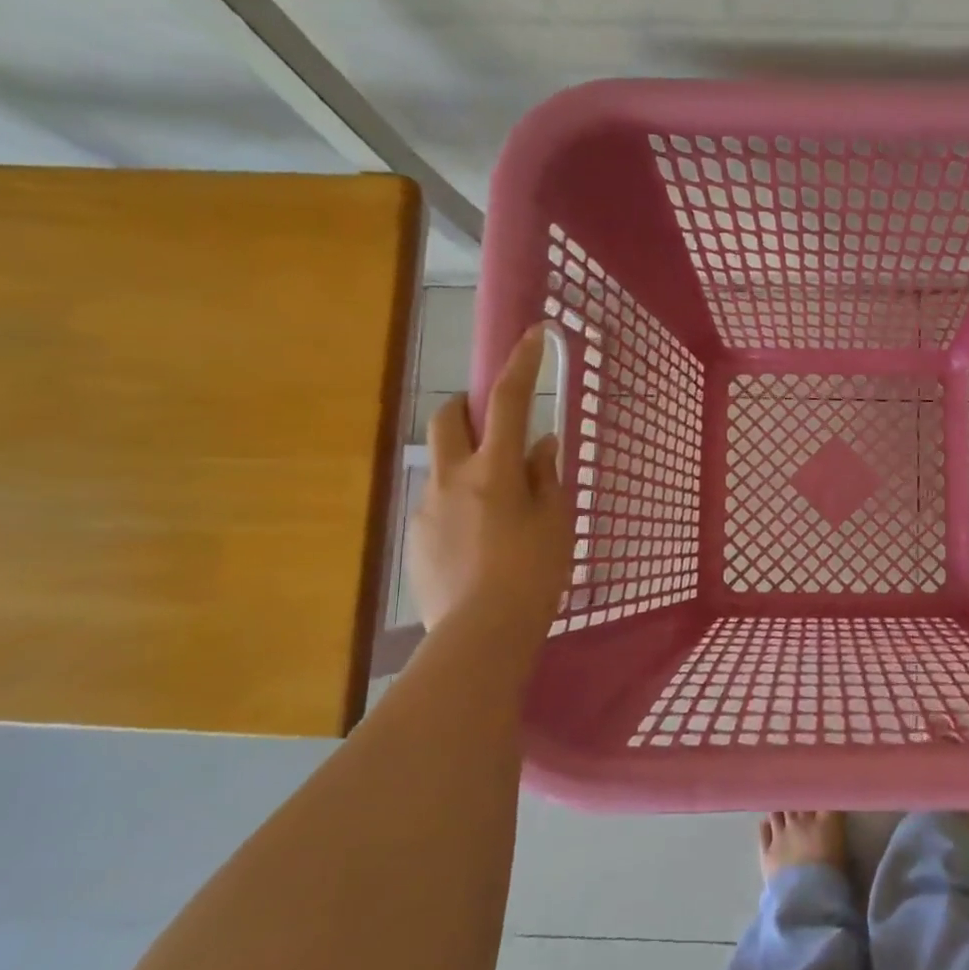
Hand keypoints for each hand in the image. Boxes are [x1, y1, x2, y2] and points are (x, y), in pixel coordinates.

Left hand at [410, 324, 572, 634]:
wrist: (480, 634)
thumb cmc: (533, 573)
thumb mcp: (555, 521)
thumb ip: (546, 476)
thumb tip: (541, 443)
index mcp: (494, 469)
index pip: (507, 401)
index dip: (521, 364)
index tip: (533, 335)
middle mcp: (451, 478)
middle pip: (448, 417)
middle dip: (467, 408)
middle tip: (497, 432)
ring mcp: (426, 508)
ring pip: (442, 463)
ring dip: (467, 464)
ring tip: (497, 509)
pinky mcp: (414, 538)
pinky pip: (436, 502)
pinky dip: (458, 504)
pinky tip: (479, 543)